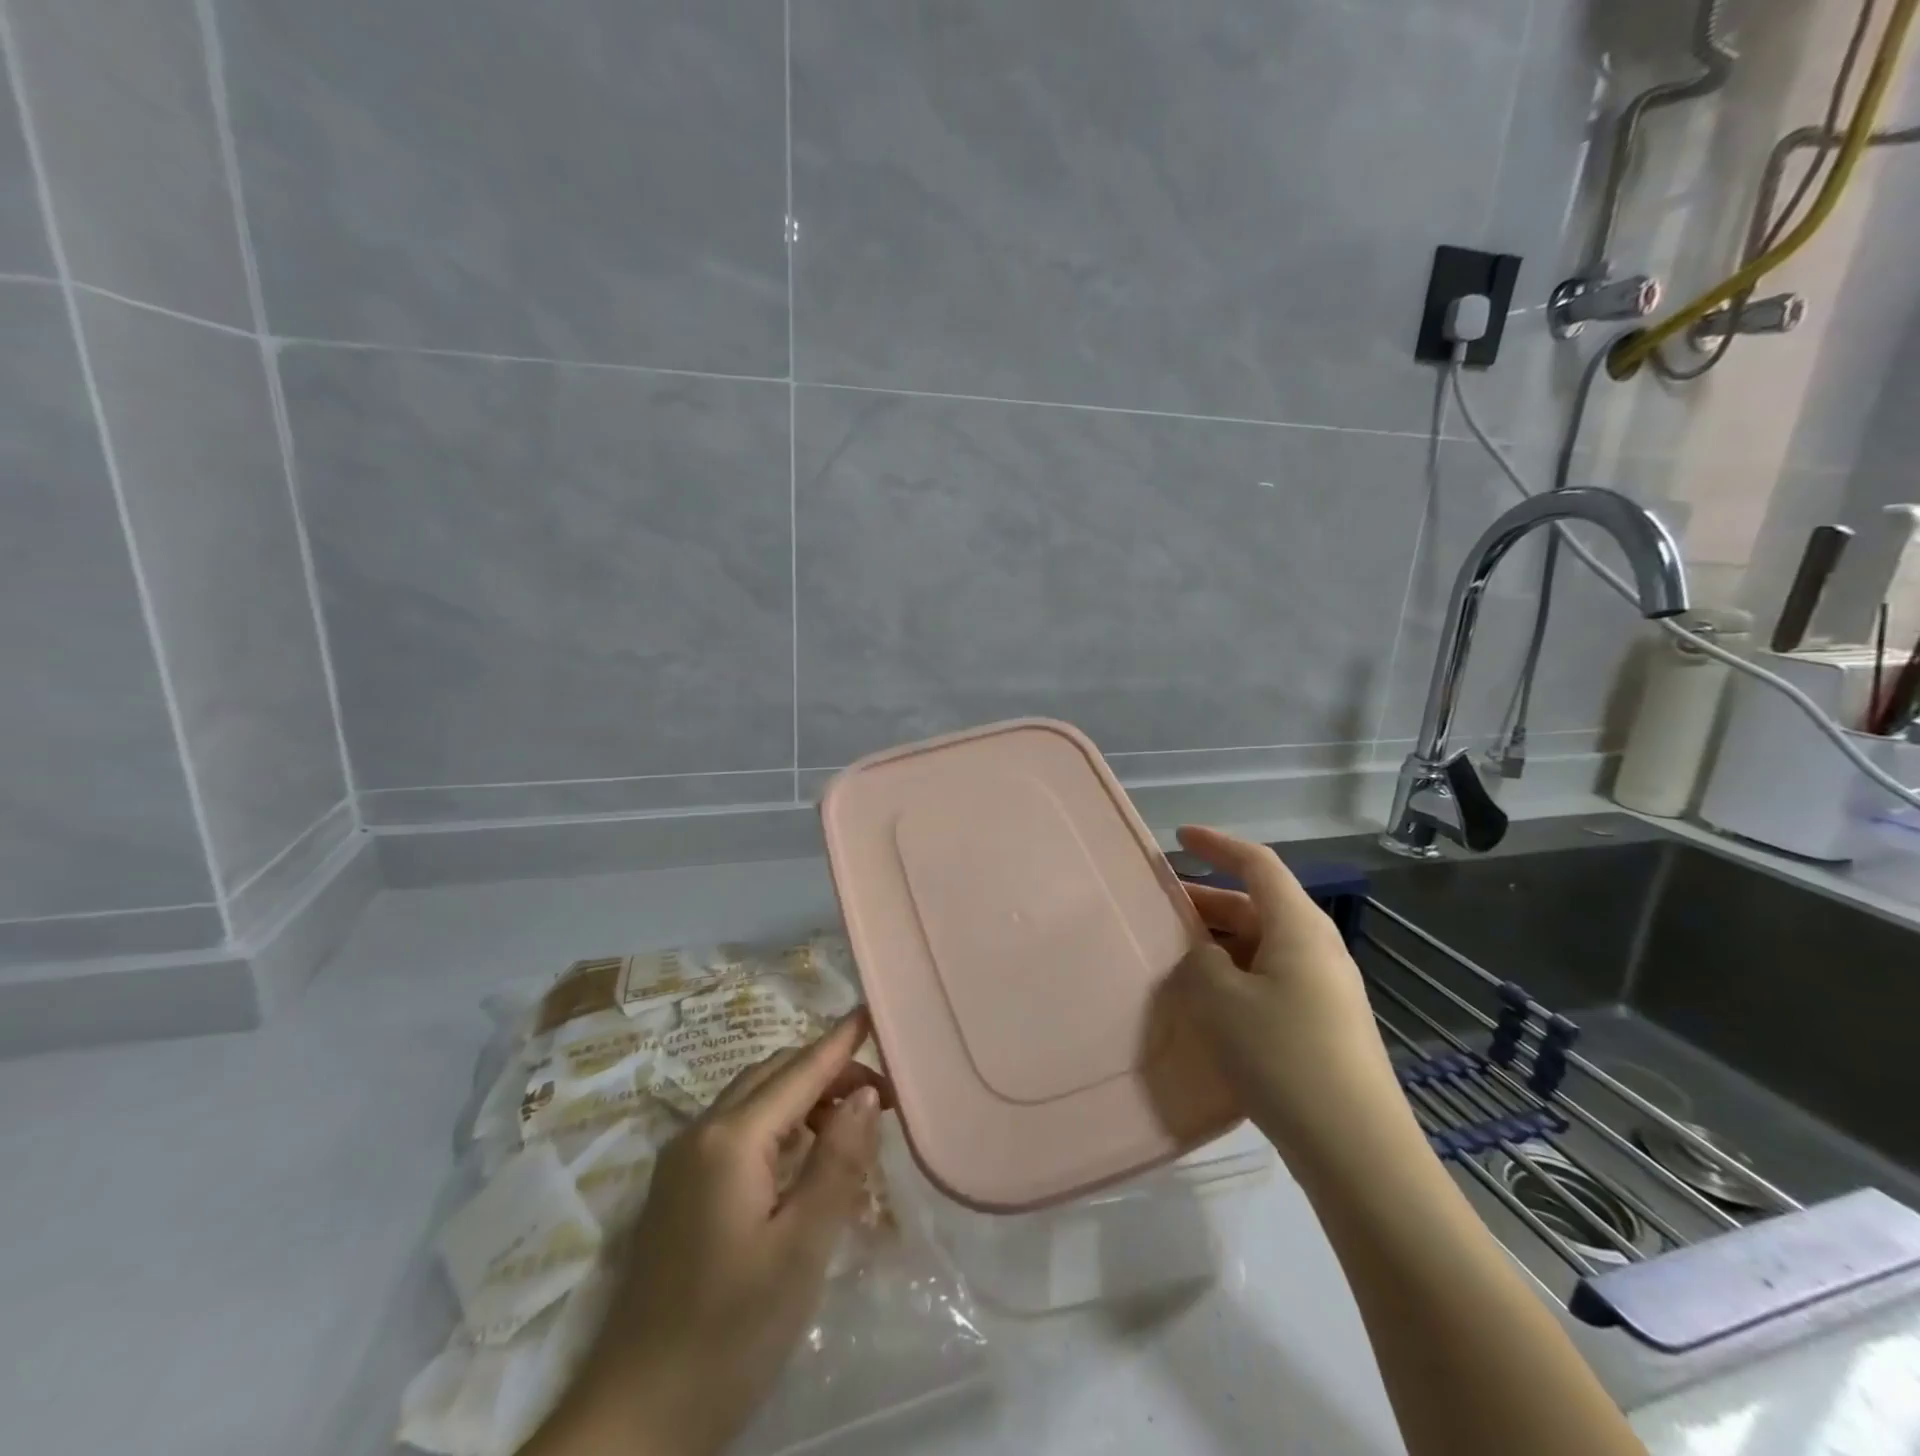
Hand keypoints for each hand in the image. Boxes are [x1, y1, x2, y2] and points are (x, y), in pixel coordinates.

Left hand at [529, 1013, 889, 1455]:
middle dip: (827, 1070)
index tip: (872, 1010)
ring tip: (851, 1123)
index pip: (798, 1071)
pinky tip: (803, 1157)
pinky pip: (737, 1129)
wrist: (634, 1421)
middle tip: (882, 1093)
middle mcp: (700, 1133)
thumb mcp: (801, 1249)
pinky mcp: (677, 1191)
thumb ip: (837, 1162)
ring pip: (753, 1099)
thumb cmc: (730, 1333)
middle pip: (773, 1074)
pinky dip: (779, 1123)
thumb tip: (866, 1094)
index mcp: (730, 1140)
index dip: (839, 1041)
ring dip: (803, 1095)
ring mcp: (681, 1161)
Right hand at [1172, 826, 1414, 1167]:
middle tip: (1160, 911)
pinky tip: (1209, 1003)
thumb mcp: (1220, 1000)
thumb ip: (1198, 962)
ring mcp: (1324, 987)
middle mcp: (1316, 946)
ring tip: (1174, 958)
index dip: (1217, 844)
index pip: (1256, 863)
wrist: (1358, 1150)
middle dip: (1206, 902)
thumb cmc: (1284, 1057)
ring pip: (1261, 945)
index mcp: (1297, 926)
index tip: (1179, 837)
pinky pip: (1270, 977)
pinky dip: (1235, 974)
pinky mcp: (1323, 1023)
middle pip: (1256, 905)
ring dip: (1218, 943)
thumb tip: (1202, 955)